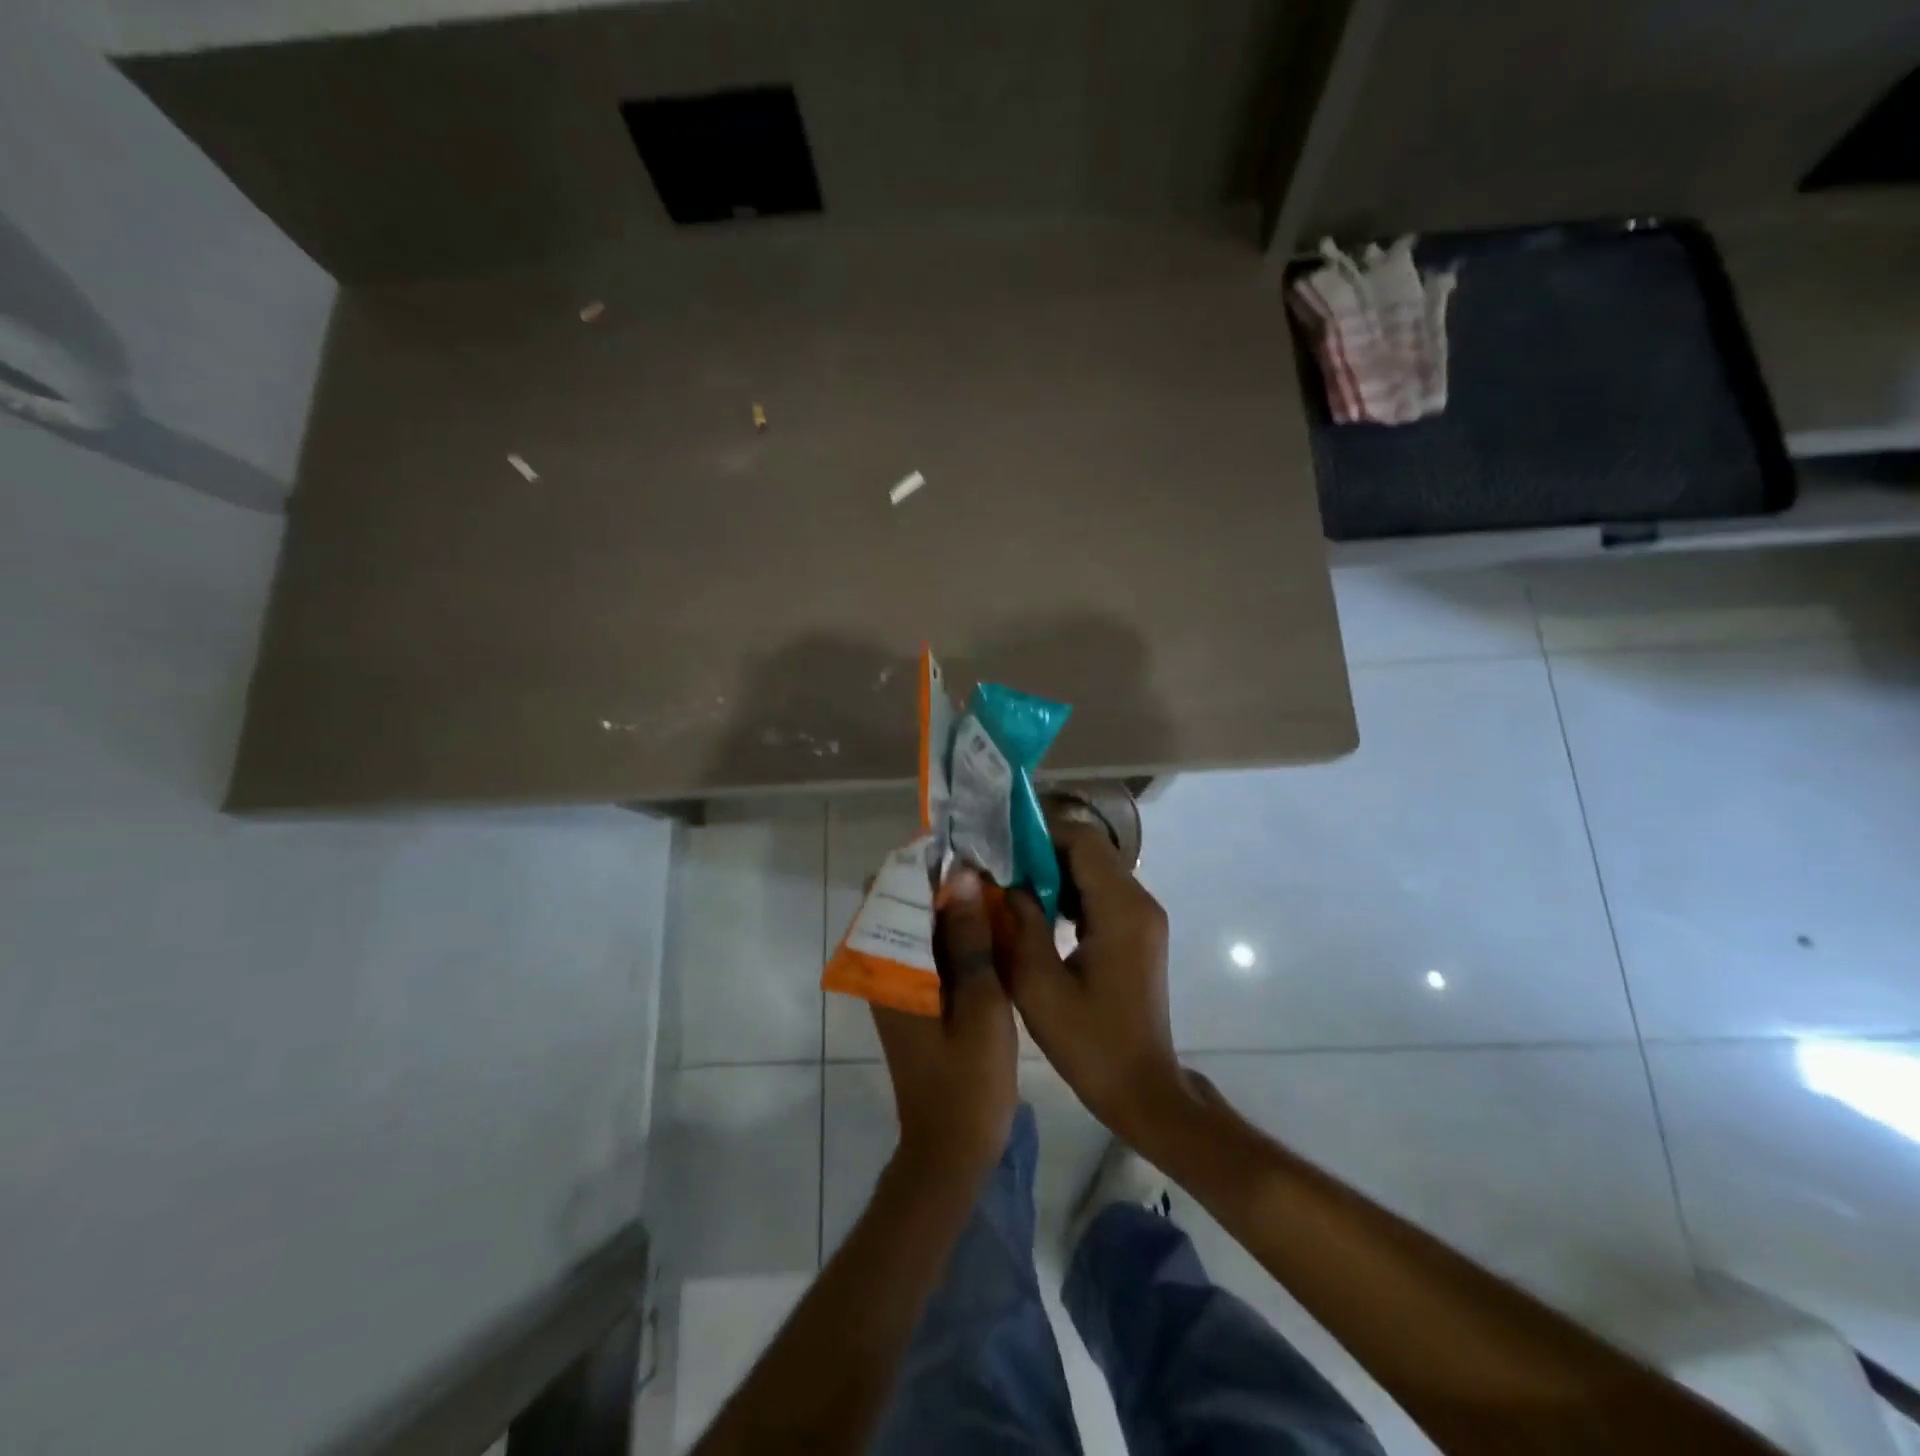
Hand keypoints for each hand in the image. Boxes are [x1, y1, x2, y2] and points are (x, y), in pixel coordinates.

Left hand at [870, 866, 1018, 1193]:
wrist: (951, 1150)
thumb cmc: (969, 1079)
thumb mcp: (979, 1002)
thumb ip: (969, 938)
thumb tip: (962, 875)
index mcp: (890, 967)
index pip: (891, 891)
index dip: (924, 862)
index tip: (965, 845)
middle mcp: (883, 969)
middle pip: (901, 903)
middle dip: (939, 879)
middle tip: (987, 864)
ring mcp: (896, 985)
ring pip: (916, 924)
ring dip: (947, 904)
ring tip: (992, 885)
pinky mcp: (912, 999)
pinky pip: (926, 948)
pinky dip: (951, 931)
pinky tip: (987, 927)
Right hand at [1002, 821, 1185, 1146]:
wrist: (1141, 1088)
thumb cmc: (1089, 1043)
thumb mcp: (1038, 986)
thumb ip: (1018, 924)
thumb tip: (1000, 881)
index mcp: (1121, 910)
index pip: (1082, 841)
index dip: (1039, 834)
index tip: (999, 845)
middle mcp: (1139, 902)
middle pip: (1090, 850)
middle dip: (1042, 851)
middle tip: (998, 866)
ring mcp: (1143, 917)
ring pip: (1095, 869)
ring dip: (1054, 871)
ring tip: (1011, 886)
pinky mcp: (1138, 932)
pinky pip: (1101, 892)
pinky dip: (1068, 891)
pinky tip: (1038, 912)